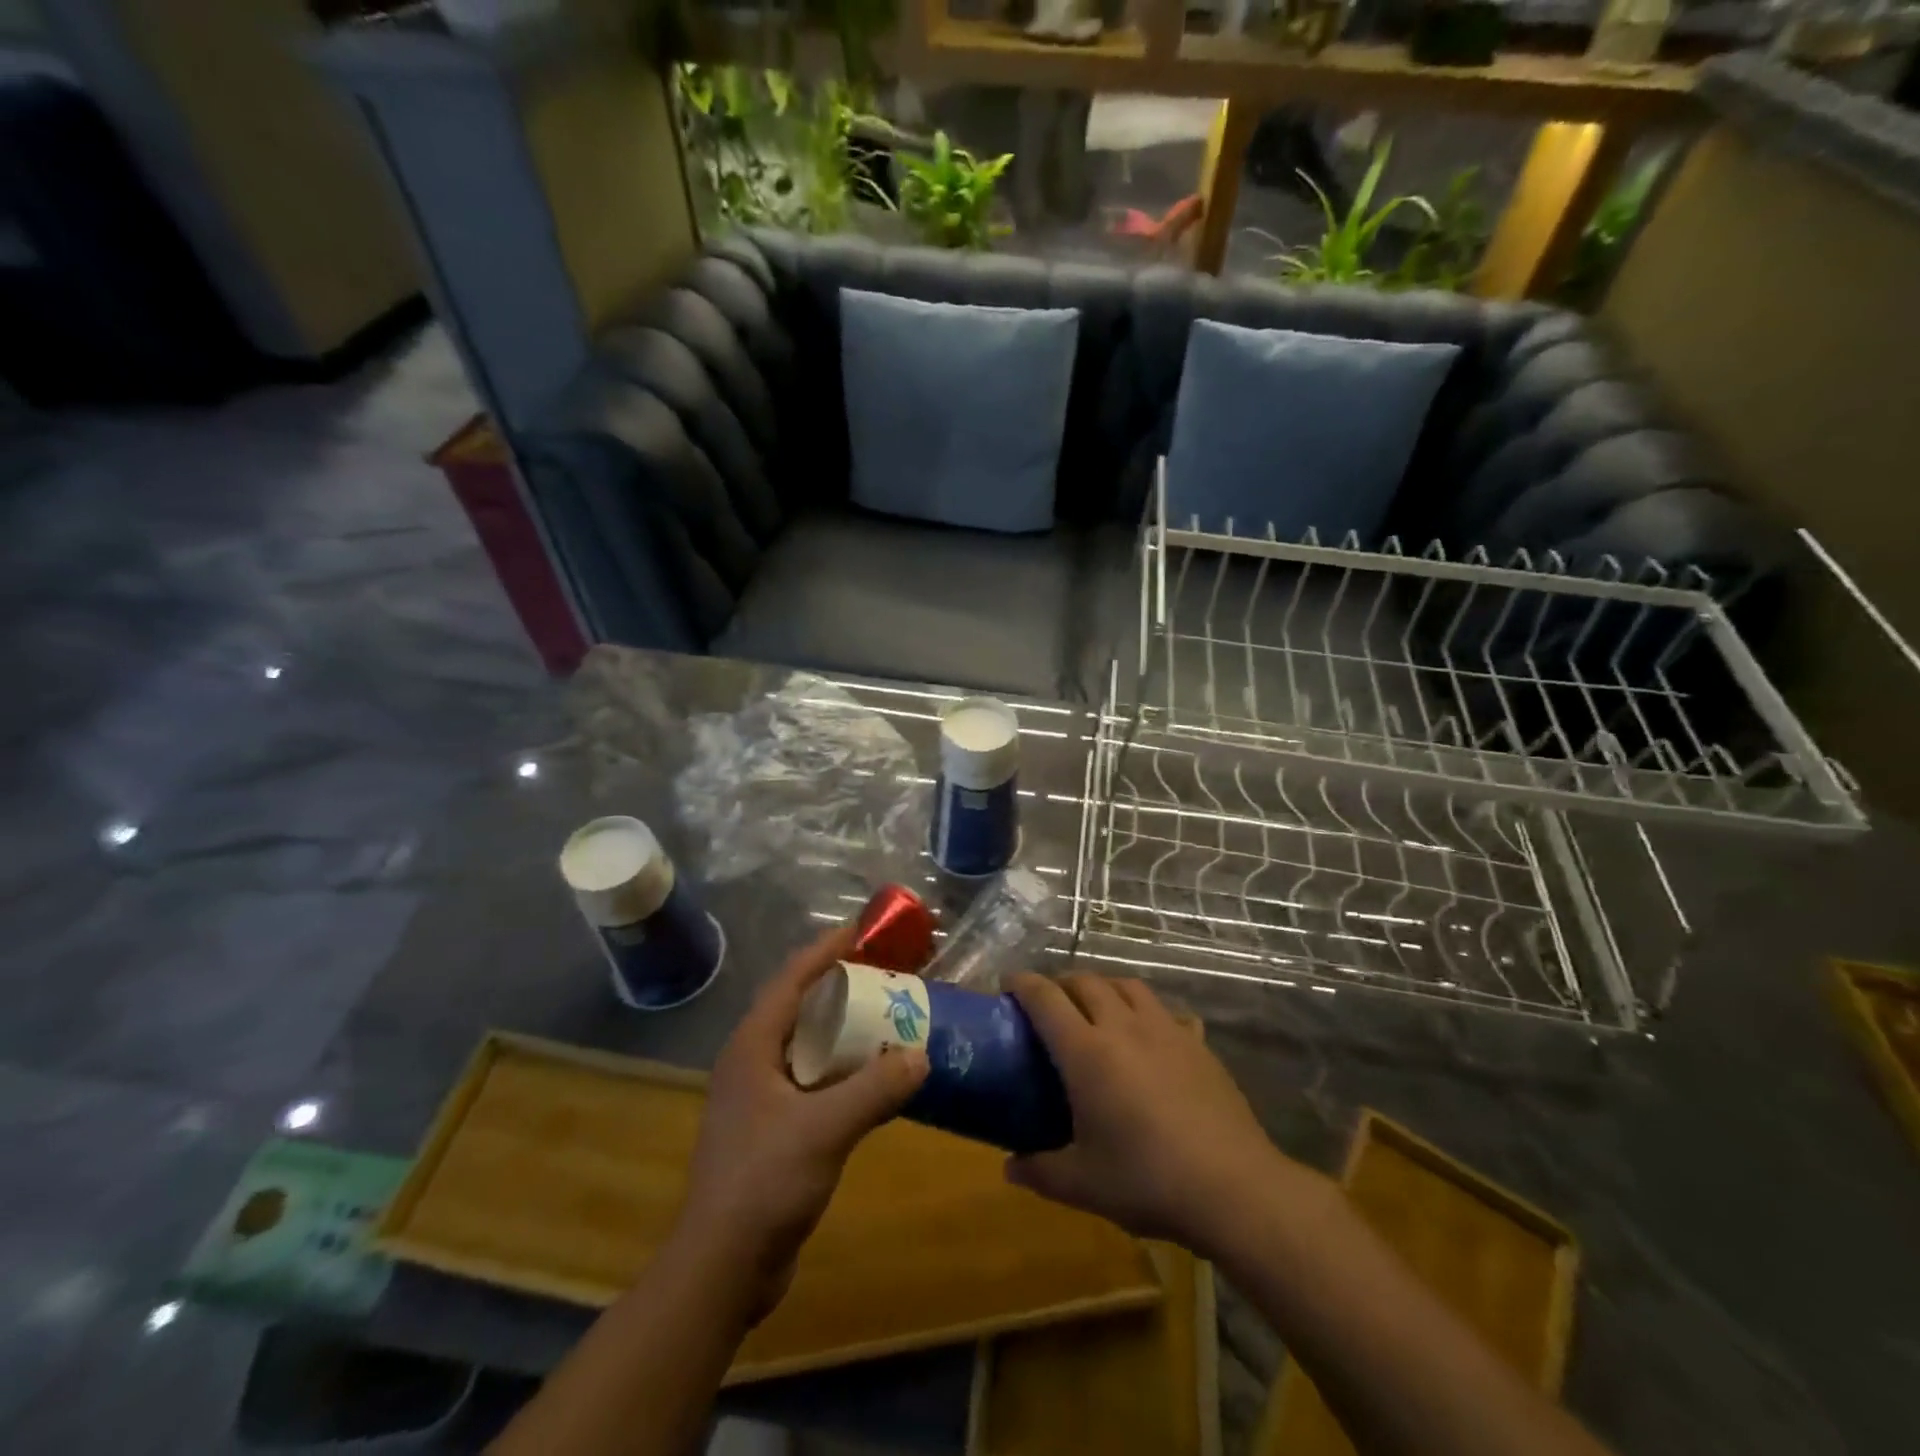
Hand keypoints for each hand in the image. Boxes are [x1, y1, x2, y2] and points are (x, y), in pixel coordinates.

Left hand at [673, 925, 929, 1315]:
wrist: (722, 1268)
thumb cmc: (764, 1182)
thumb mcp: (825, 1129)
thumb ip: (876, 1090)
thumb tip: (922, 1055)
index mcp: (753, 1046)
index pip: (791, 979)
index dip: (826, 951)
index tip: (863, 930)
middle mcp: (753, 1062)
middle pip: (801, 1008)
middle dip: (842, 987)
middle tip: (887, 974)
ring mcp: (761, 1098)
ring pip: (810, 1046)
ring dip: (847, 1032)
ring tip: (890, 1018)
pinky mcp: (773, 1129)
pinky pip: (816, 1082)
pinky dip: (846, 1071)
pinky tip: (877, 1079)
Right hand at [1005, 972, 1307, 1254]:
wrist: (1232, 1187)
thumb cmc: (1146, 1180)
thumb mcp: (1082, 1184)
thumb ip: (1040, 1171)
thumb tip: (1009, 1169)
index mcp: (1086, 1051)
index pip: (1045, 998)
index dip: (1022, 983)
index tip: (1008, 983)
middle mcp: (1123, 1027)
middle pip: (1086, 981)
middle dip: (1062, 982)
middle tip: (1050, 1002)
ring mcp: (1166, 1030)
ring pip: (1128, 986)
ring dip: (1105, 986)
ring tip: (1097, 1006)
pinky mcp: (1198, 1044)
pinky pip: (1168, 1012)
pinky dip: (1149, 1012)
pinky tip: (1152, 1035)